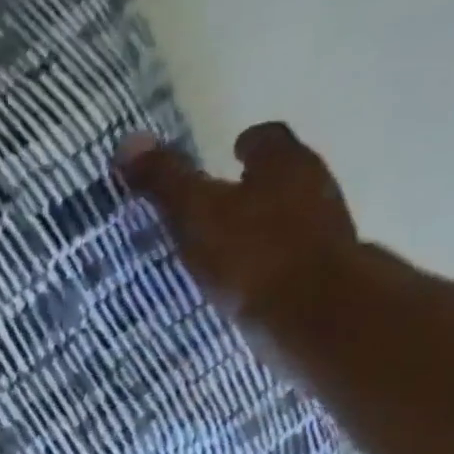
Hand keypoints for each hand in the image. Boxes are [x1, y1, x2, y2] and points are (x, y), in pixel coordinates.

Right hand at [117, 122, 358, 324]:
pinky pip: (290, 262)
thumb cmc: (251, 254)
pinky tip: (245, 286)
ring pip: (290, 220)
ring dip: (263, 229)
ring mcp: (325, 234)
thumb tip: (128, 142)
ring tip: (227, 249)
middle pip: (284, 177)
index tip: (230, 152)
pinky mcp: (324, 276)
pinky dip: (269, 266)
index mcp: (286, 164)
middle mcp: (315, 188)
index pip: (268, 138)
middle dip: (255, 188)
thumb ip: (166, 181)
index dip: (247, 143)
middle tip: (221, 204)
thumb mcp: (196, 214)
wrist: (313, 315)